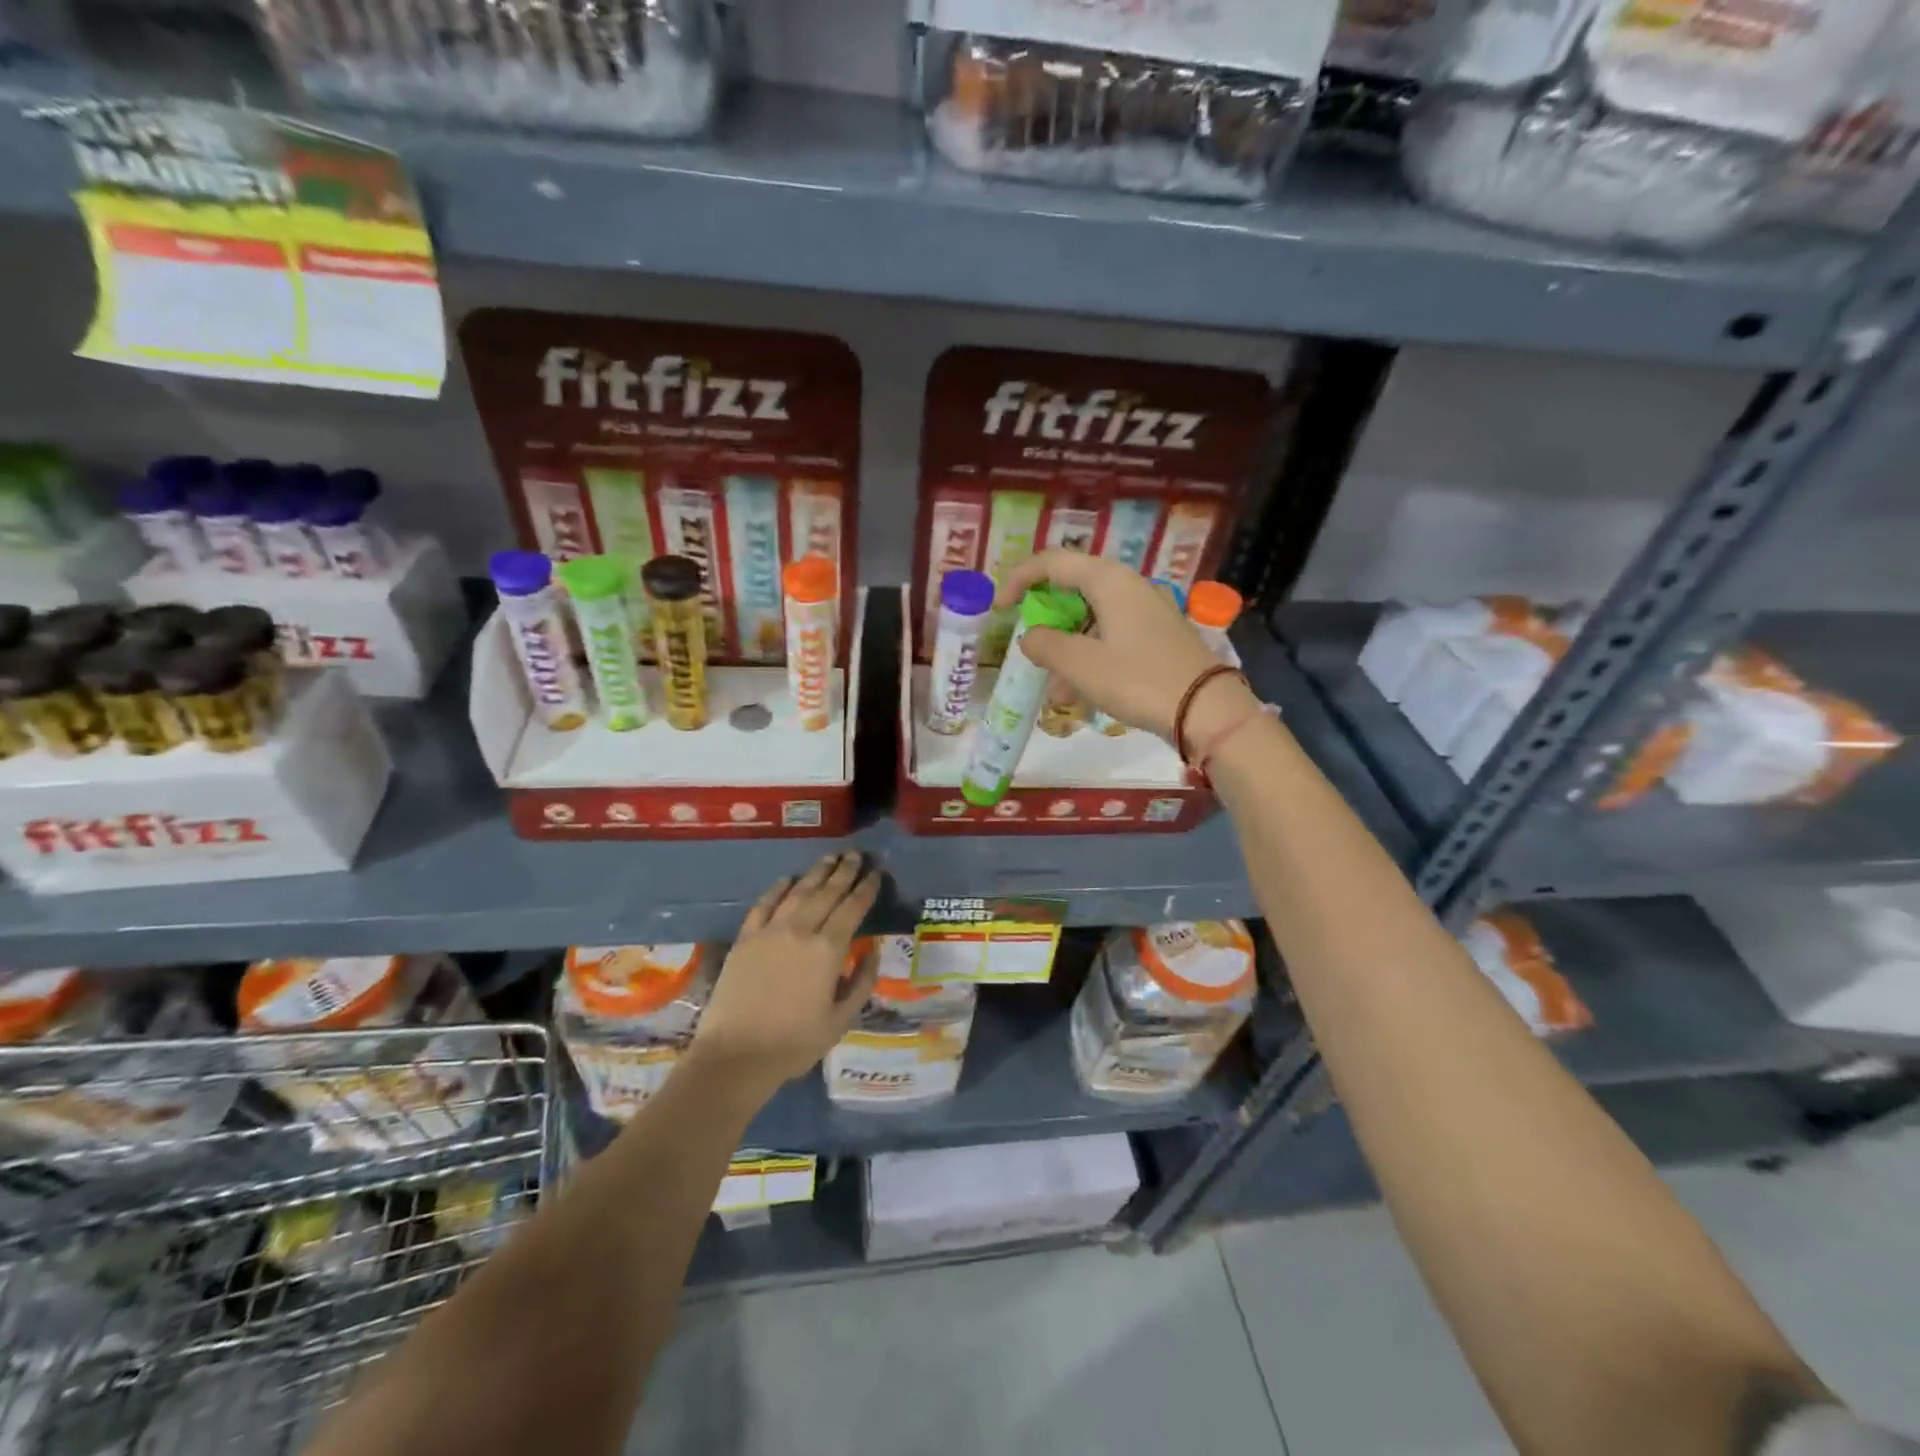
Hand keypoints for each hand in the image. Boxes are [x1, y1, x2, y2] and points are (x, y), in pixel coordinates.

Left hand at [688, 852, 881, 1102]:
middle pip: (827, 892)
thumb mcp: (841, 1020)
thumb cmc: (794, 1043)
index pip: (853, 908)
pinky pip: (764, 904)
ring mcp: (770, 931)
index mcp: (828, 950)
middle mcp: (801, 930)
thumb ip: (861, 981)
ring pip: (798, 892)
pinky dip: (778, 888)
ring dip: (816, 872)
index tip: (876, 872)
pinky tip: (787, 880)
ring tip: (830, 858)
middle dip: (844, 871)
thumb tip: (872, 950)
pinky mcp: (746, 938)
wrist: (735, 1056)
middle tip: (855, 854)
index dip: (866, 888)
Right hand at [996, 551, 1256, 742]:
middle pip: (1073, 590)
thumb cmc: (1138, 679)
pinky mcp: (1159, 636)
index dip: (1019, 580)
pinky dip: (1091, 659)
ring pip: (1092, 620)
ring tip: (1056, 693)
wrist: (1207, 710)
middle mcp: (1129, 586)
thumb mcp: (1081, 664)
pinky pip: (1112, 637)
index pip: (1053, 562)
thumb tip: (1030, 636)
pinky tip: (1083, 696)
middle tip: (1032, 651)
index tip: (1000, 609)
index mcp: (1109, 580)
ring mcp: (1148, 611)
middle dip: (1047, 624)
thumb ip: (1045, 645)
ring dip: (1067, 651)